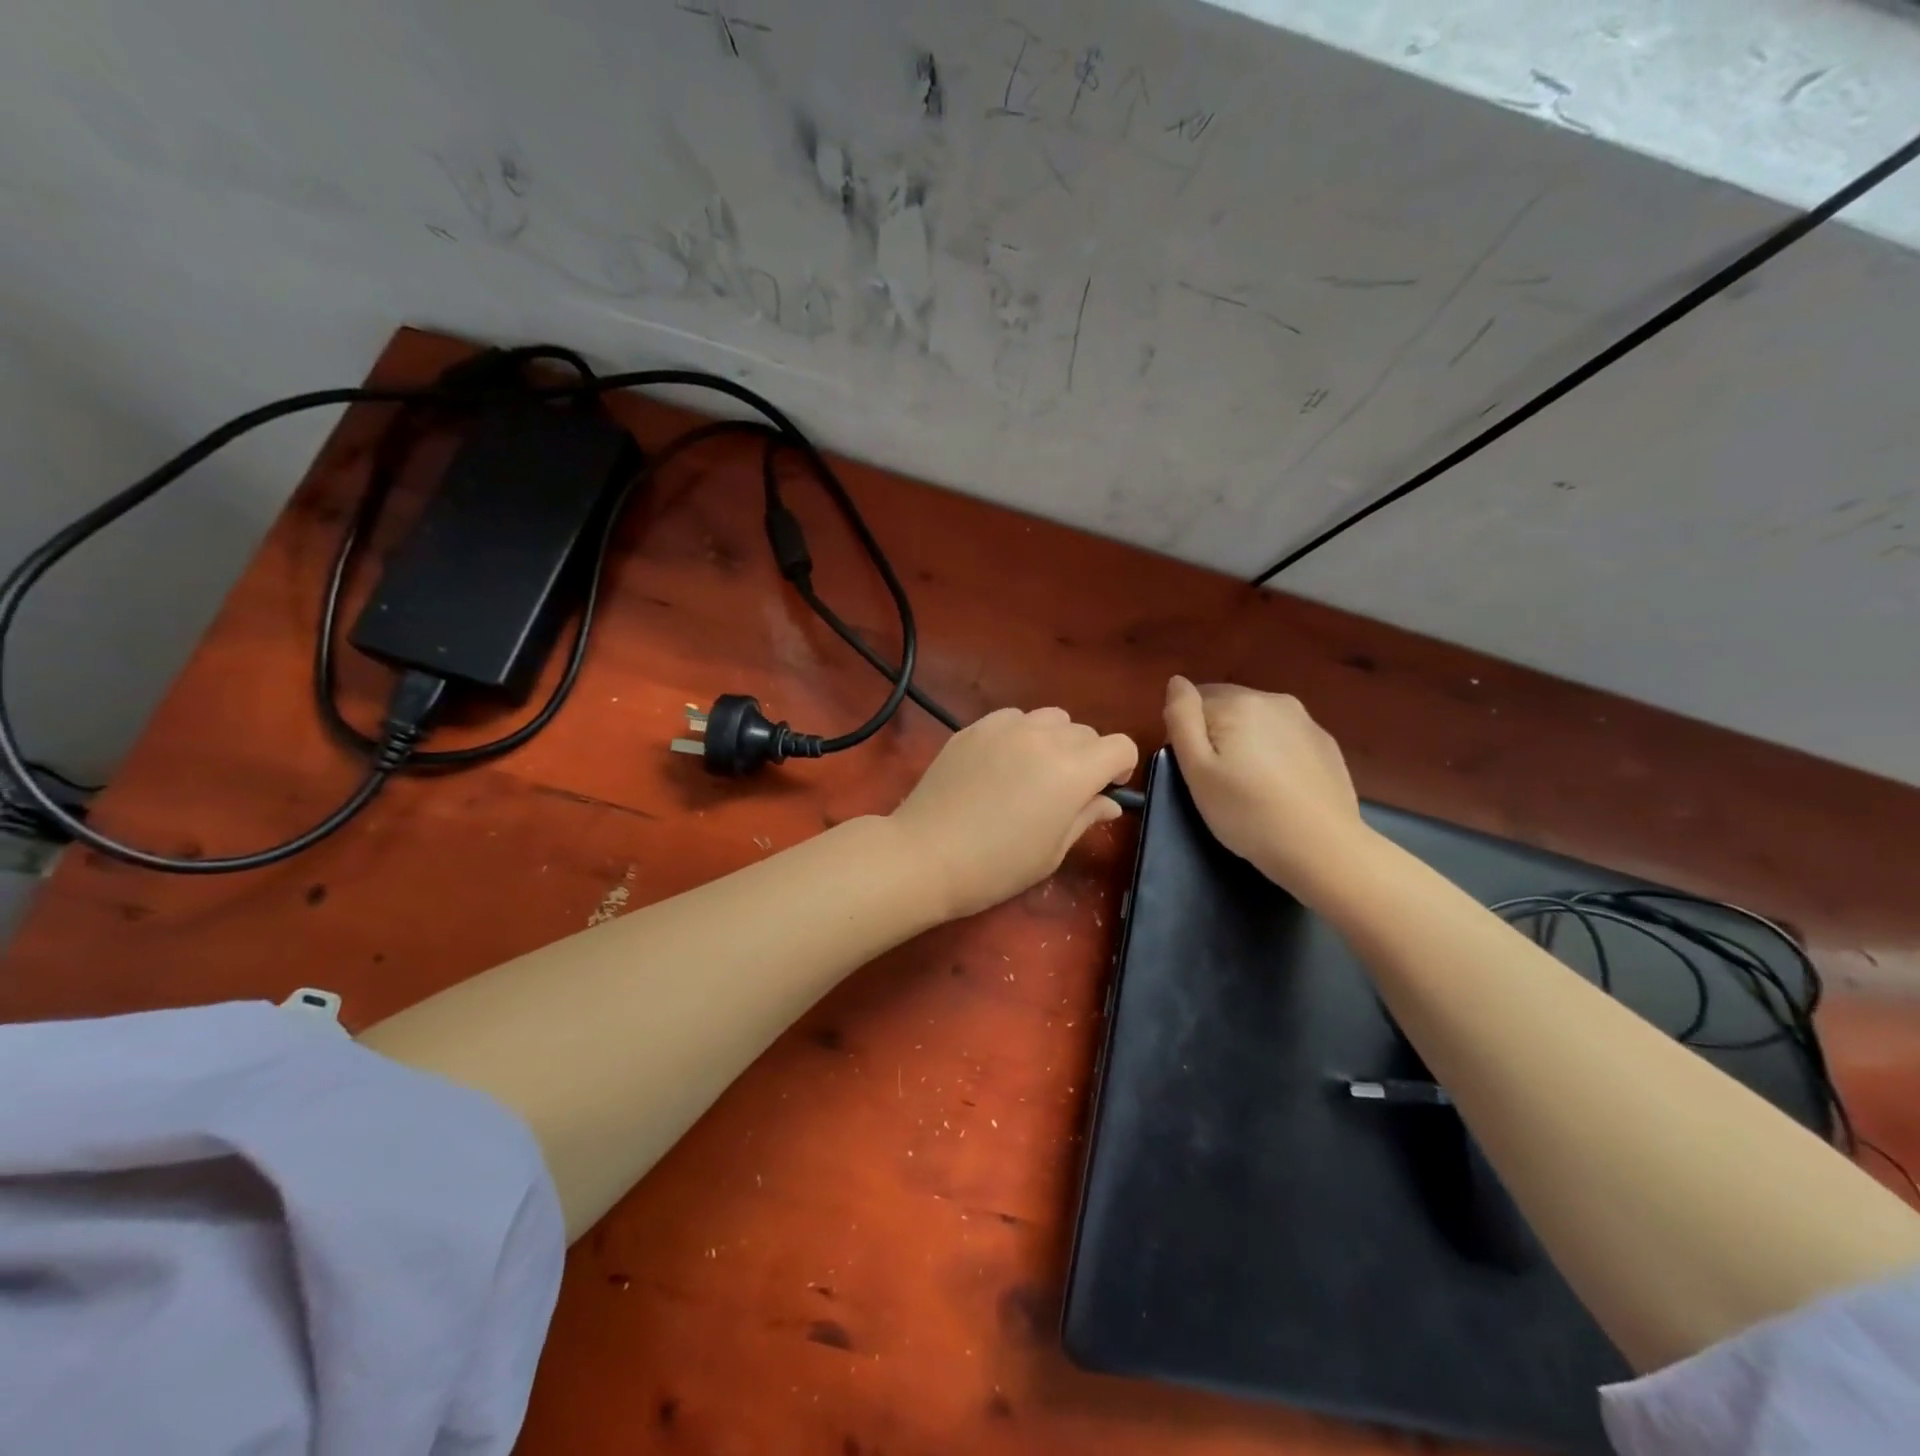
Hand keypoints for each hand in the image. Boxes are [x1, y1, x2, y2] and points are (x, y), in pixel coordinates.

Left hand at [890, 707, 1137, 920]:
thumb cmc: (996, 866)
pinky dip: (1019, 734)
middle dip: (1087, 757)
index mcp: (1073, 770)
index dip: (1120, 768)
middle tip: (1064, 791)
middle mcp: (1044, 737)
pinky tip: (1001, 763)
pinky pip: (1013, 718)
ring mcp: (1006, 727)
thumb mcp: (1052, 852)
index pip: (1121, 746)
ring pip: (1050, 718)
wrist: (925, 854)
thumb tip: (1108, 802)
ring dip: (1055, 740)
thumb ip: (1086, 817)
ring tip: (1032, 771)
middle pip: (1086, 731)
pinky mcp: (974, 727)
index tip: (1104, 791)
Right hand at [1162, 676, 1363, 892]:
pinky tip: (1277, 787)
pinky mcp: (1325, 744)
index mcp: (1238, 702)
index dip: (1187, 735)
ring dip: (1245, 741)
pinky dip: (1273, 753)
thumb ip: (1181, 718)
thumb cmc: (1246, 812)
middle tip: (1217, 780)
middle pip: (1227, 706)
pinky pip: (1284, 737)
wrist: (1322, 848)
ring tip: (1248, 784)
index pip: (1194, 702)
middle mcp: (1273, 700)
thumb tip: (1176, 681)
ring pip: (1257, 721)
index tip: (1195, 770)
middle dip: (1216, 733)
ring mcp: (1305, 720)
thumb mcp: (1196, 769)